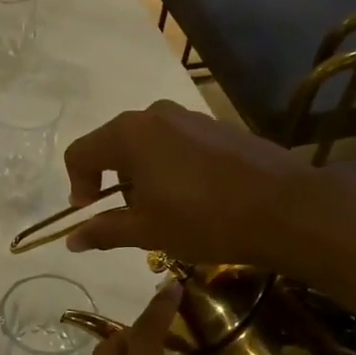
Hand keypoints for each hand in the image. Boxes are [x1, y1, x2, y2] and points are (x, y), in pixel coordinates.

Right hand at [62, 102, 315, 266]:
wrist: (284, 208)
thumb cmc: (203, 219)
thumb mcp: (147, 230)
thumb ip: (104, 230)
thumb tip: (71, 239)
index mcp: (129, 134)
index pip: (81, 153)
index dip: (78, 186)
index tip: (91, 214)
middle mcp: (156, 115)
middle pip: (114, 145)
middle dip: (113, 182)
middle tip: (130, 217)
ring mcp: (191, 117)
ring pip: (148, 145)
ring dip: (143, 176)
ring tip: (164, 212)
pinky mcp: (218, 128)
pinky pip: (178, 145)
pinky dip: (171, 169)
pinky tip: (194, 199)